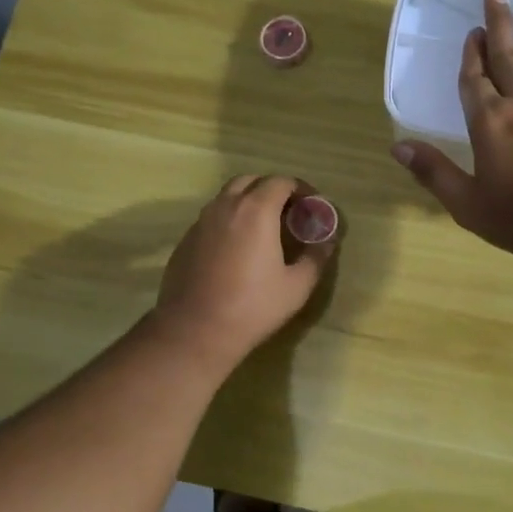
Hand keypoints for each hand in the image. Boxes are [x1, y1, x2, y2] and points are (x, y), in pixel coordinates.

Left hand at [151, 175, 335, 365]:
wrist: (195, 330)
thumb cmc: (252, 307)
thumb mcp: (297, 286)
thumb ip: (315, 257)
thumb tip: (327, 241)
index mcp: (256, 211)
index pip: (281, 182)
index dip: (300, 189)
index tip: (312, 206)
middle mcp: (225, 206)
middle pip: (251, 181)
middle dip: (272, 189)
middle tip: (288, 212)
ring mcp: (201, 222)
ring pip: (227, 197)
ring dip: (249, 202)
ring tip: (264, 228)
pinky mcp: (186, 240)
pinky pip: (212, 218)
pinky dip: (229, 220)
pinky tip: (237, 248)